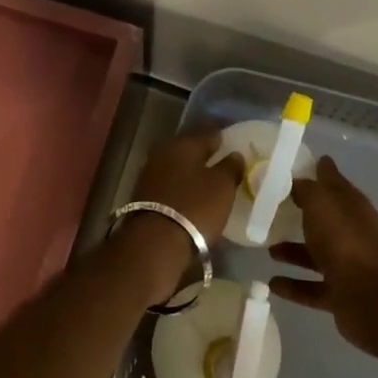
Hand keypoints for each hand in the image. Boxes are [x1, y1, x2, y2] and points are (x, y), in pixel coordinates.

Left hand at [130, 130, 242, 246]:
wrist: (154, 242)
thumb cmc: (195, 207)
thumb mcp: (222, 187)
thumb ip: (230, 167)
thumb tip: (235, 154)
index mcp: (184, 143)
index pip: (209, 134)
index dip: (223, 140)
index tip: (234, 145)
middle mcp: (163, 152)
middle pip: (190, 150)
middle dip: (205, 156)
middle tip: (222, 165)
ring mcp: (150, 173)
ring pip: (177, 167)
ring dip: (191, 173)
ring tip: (208, 183)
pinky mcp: (143, 195)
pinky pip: (169, 184)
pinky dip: (180, 188)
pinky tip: (191, 197)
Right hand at [270, 156, 377, 359]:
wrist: (372, 296)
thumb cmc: (344, 239)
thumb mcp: (320, 203)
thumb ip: (306, 190)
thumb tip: (297, 181)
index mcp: (351, 204)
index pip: (333, 180)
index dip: (319, 170)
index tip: (300, 164)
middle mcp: (351, 231)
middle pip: (325, 219)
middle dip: (303, 214)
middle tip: (275, 210)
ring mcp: (348, 265)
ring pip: (317, 254)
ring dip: (294, 252)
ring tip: (268, 249)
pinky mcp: (341, 294)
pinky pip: (312, 288)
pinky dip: (294, 286)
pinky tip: (272, 283)